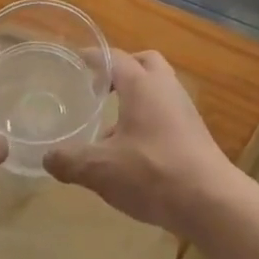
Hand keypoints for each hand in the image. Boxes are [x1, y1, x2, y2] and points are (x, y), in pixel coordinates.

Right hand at [44, 49, 238, 237]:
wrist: (211, 201)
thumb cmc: (152, 172)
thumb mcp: (101, 170)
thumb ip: (71, 161)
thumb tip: (47, 157)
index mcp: (142, 85)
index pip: (114, 57)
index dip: (94, 57)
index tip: (76, 61)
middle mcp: (165, 88)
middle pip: (145, 63)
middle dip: (123, 69)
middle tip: (100, 86)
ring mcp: (184, 110)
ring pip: (159, 89)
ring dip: (137, 97)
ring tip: (113, 125)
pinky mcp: (195, 133)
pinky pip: (168, 112)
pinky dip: (150, 118)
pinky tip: (134, 149)